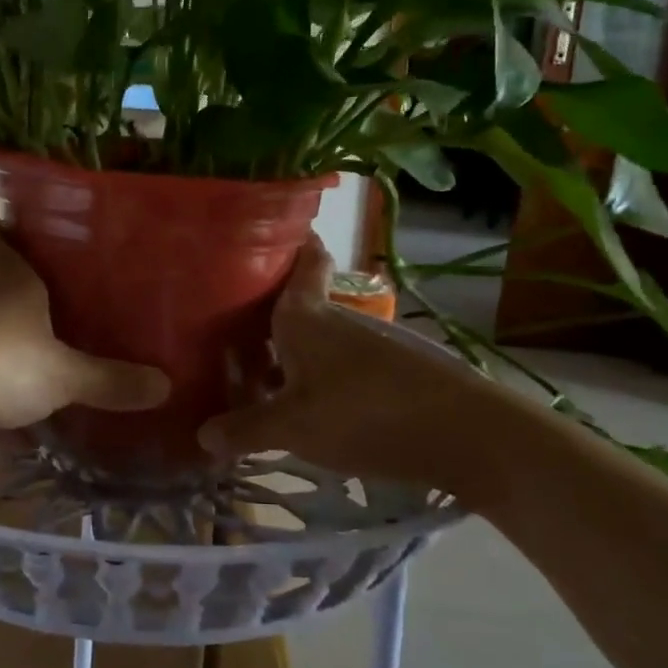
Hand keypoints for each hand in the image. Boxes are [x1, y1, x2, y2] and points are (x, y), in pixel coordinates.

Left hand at [0, 218, 169, 439]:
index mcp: (8, 280)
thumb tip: (167, 386)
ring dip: (8, 341)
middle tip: (61, 300)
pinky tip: (22, 405)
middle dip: (18, 291)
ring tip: (50, 353)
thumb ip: (110, 380)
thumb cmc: (0, 360)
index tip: (8, 225)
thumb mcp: (64, 373)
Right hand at [196, 236, 530, 509]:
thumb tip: (202, 435)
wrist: (465, 434)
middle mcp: (338, 318)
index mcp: (307, 314)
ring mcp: (369, 344)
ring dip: (292, 349)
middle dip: (268, 310)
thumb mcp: (295, 427)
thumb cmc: (365, 412)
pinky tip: (307, 404)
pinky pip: (340, 364)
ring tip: (258, 372)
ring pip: (319, 337)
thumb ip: (247, 429)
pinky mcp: (392, 372)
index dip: (289, 241)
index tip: (268, 232)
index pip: (303, 259)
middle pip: (299, 302)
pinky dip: (318, 374)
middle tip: (229, 325)